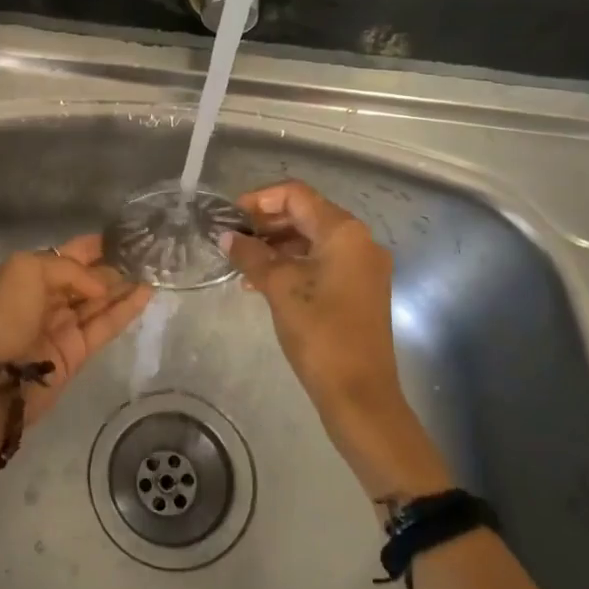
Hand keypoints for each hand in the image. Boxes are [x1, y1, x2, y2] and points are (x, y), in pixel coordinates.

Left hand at [0, 235, 152, 427]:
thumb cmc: (8, 315)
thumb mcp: (29, 270)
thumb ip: (70, 270)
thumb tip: (101, 287)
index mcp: (33, 274)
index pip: (70, 254)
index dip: (95, 245)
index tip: (126, 236)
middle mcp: (50, 296)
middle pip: (89, 277)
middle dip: (115, 264)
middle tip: (148, 253)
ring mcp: (65, 324)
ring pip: (101, 300)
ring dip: (126, 285)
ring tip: (155, 270)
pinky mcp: (80, 350)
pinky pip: (107, 324)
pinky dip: (127, 309)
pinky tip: (147, 293)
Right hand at [227, 181, 451, 498]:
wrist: (360, 394)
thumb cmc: (319, 332)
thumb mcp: (279, 288)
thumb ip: (251, 255)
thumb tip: (226, 236)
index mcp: (344, 232)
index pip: (297, 195)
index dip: (260, 199)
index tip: (230, 216)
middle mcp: (359, 241)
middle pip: (306, 214)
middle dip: (267, 223)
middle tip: (233, 239)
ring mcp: (362, 267)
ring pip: (312, 240)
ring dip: (276, 246)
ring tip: (242, 263)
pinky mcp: (358, 290)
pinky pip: (320, 263)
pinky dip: (292, 265)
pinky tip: (262, 283)